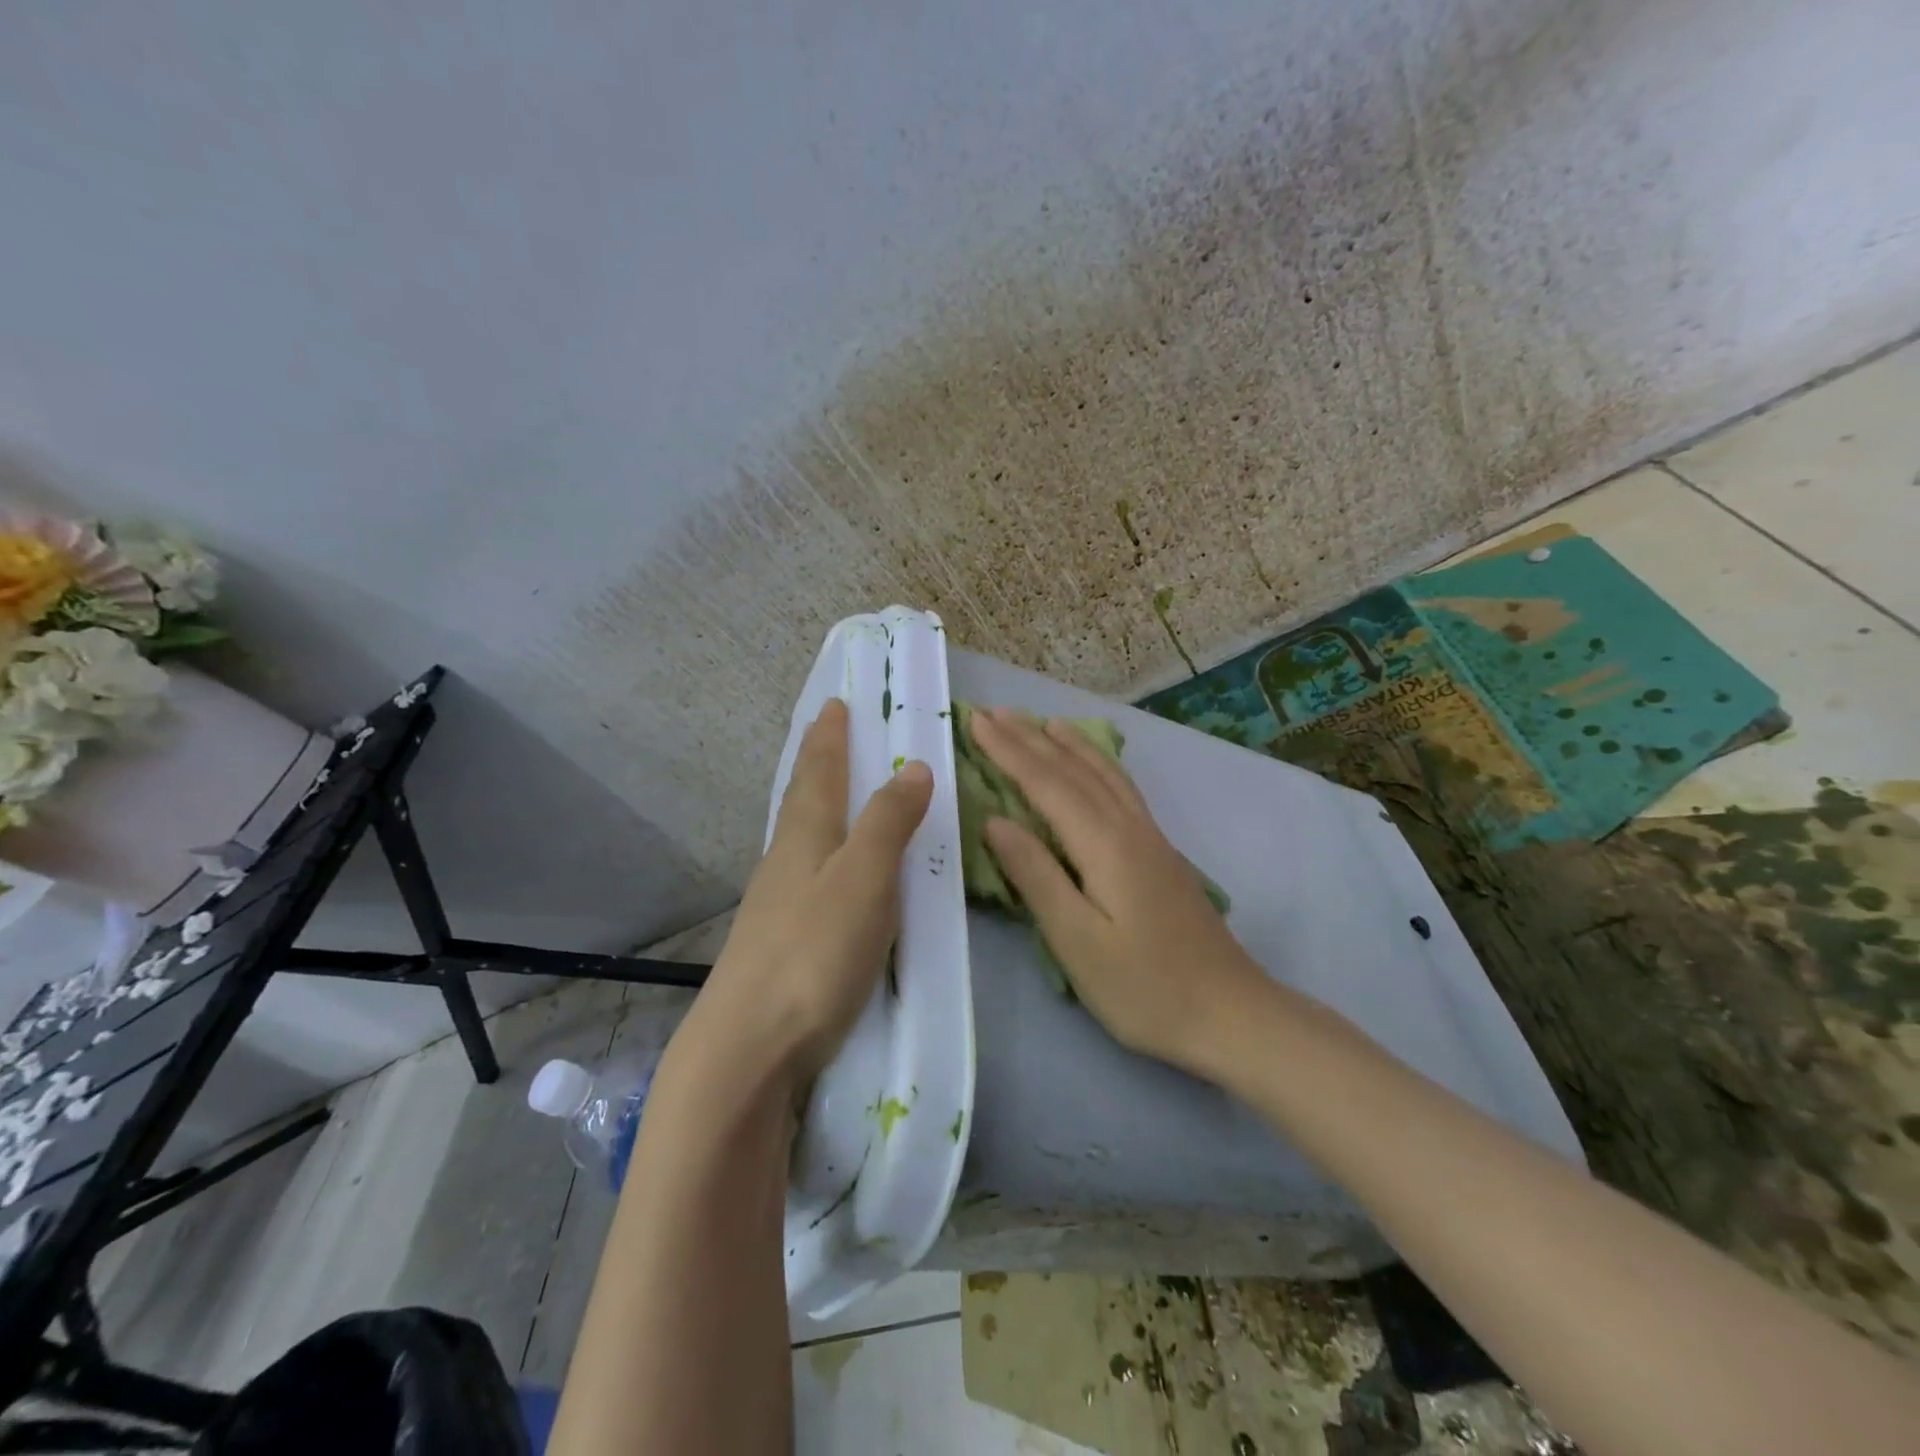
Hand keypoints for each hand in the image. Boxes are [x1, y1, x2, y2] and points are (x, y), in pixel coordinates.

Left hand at [677, 698, 932, 1092]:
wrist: (747, 1047)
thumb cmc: (814, 953)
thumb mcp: (864, 879)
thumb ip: (888, 822)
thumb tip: (914, 766)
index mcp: (805, 838)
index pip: (819, 773)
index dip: (829, 738)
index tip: (833, 704)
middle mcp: (784, 862)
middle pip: (801, 799)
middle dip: (816, 763)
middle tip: (826, 733)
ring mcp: (775, 904)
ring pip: (797, 837)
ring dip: (813, 805)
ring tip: (828, 792)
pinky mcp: (777, 943)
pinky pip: (801, 874)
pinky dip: (816, 852)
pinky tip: (821, 872)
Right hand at [969, 707, 1267, 1076]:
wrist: (1230, 1013)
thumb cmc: (1144, 987)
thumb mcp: (1077, 940)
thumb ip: (1035, 875)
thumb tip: (995, 821)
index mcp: (1104, 844)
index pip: (1046, 784)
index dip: (1008, 751)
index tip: (976, 721)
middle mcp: (1128, 828)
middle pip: (1074, 771)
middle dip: (1031, 738)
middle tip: (995, 712)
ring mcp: (1150, 838)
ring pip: (1104, 774)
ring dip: (1069, 745)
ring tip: (1044, 722)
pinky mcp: (1161, 853)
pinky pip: (1122, 788)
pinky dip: (1100, 765)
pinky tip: (1097, 767)